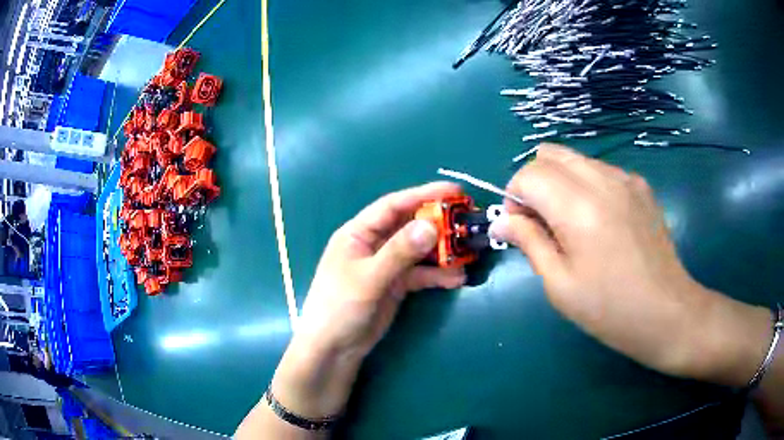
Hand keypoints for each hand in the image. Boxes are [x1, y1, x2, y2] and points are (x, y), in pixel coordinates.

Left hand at [296, 181, 467, 360]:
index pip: (394, 205)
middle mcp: (374, 244)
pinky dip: (438, 275)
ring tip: (468, 254)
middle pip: (410, 226)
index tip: (455, 192)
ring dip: (443, 252)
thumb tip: (431, 225)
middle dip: (439, 224)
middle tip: (467, 223)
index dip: (424, 195)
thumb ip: (399, 252)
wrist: (334, 348)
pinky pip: (421, 274)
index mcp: (359, 233)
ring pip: (419, 251)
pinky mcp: (396, 285)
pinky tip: (456, 278)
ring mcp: (387, 265)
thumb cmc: (340, 307)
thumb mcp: (369, 278)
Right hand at [489, 144, 771, 384]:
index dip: (514, 197)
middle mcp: (602, 179)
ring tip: (572, 225)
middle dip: (535, 182)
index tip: (521, 228)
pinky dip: (587, 186)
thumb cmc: (609, 309)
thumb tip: (502, 221)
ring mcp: (626, 179)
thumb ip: (529, 242)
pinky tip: (601, 223)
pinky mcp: (641, 186)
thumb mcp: (559, 284)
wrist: (666, 312)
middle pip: (550, 154)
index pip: (528, 174)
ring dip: (561, 183)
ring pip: (576, 159)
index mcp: (578, 206)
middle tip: (543, 222)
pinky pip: (601, 171)